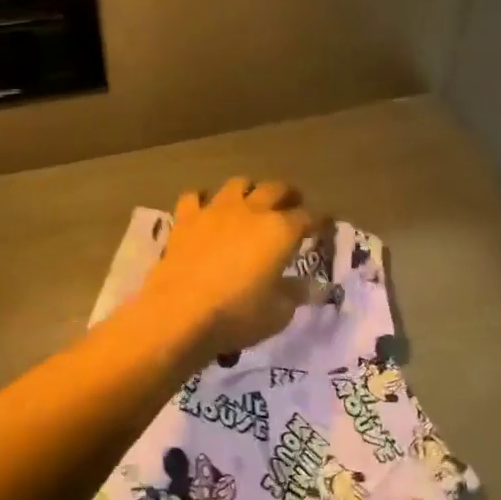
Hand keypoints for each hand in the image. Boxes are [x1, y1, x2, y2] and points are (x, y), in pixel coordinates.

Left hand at [138, 178, 324, 360]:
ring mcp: (215, 210)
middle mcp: (251, 211)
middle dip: (287, 195)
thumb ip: (295, 295)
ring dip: (248, 189)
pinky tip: (203, 210)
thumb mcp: (277, 314)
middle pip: (275, 189)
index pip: (307, 218)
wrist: (179, 313)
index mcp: (280, 231)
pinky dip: (202, 201)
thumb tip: (310, 288)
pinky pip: (194, 197)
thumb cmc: (236, 315)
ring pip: (237, 184)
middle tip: (292, 205)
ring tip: (250, 201)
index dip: (317, 222)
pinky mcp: (186, 219)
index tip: (322, 227)